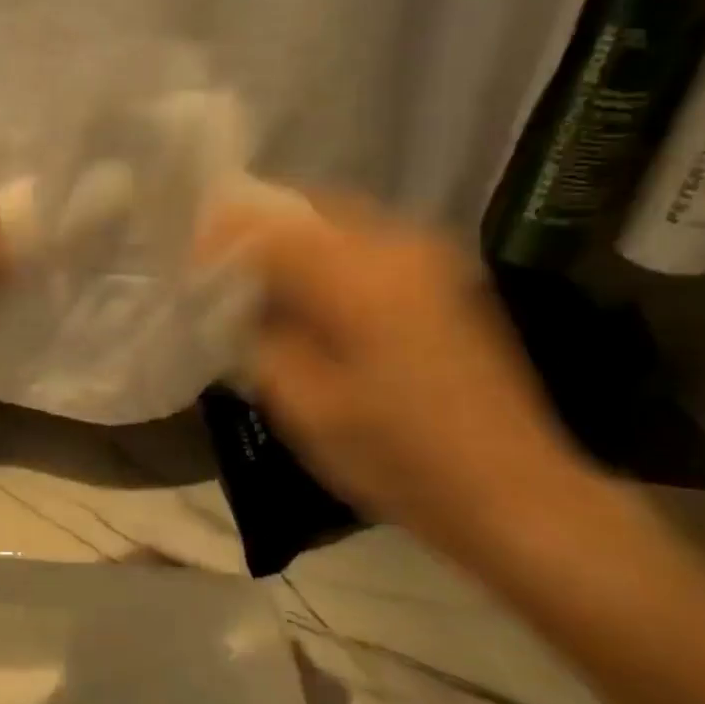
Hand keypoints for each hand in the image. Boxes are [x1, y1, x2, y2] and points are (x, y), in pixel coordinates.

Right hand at [201, 191, 588, 558]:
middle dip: (255, 231)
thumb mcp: (304, 406)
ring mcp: (428, 258)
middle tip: (218, 265)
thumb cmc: (397, 458)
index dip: (221, 237)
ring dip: (290, 241)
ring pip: (337, 221)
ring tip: (257, 279)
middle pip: (305, 210)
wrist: (514, 493)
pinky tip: (309, 291)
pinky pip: (366, 241)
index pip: (268, 230)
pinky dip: (325, 253)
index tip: (190, 260)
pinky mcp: (444, 276)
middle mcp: (397, 248)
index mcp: (356, 280)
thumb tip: (237, 299)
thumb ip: (261, 337)